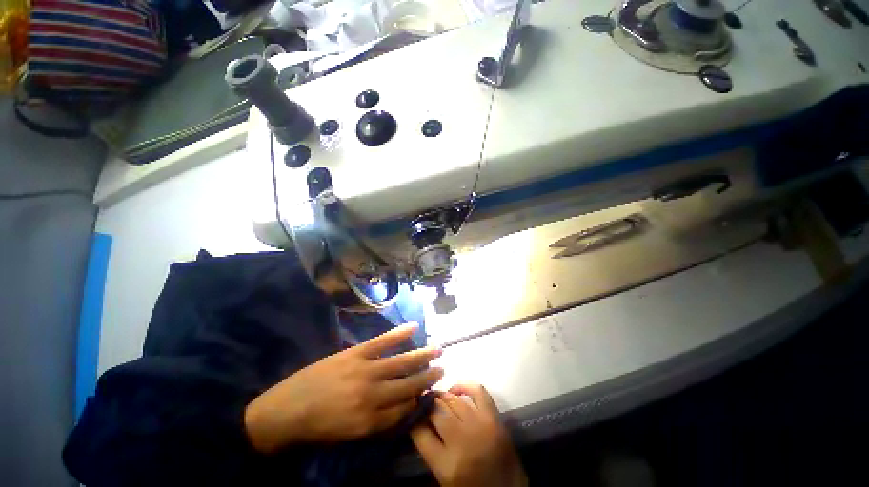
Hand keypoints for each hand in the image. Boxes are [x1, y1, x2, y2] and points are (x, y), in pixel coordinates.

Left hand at [244, 323, 442, 452]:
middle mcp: (373, 394)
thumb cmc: (319, 426)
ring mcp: (365, 369)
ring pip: (401, 362)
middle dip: (428, 377)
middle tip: (443, 369)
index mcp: (371, 420)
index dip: (419, 399)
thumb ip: (379, 421)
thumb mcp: (351, 434)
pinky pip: (382, 341)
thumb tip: (402, 406)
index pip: (405, 409)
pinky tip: (413, 327)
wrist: (287, 410)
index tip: (429, 391)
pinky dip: (399, 333)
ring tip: (437, 350)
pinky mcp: (356, 353)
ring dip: (421, 355)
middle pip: (409, 385)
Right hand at [411, 383, 527, 486]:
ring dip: (441, 397)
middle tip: (423, 403)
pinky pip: (477, 390)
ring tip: (436, 398)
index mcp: (448, 466)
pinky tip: (454, 390)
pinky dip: (464, 385)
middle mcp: (463, 441)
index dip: (413, 419)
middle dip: (426, 405)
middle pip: (436, 411)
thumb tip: (419, 420)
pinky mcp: (495, 417)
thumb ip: (430, 450)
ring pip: (453, 400)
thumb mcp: (444, 478)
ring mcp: (481, 425)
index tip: (411, 412)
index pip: (420, 432)